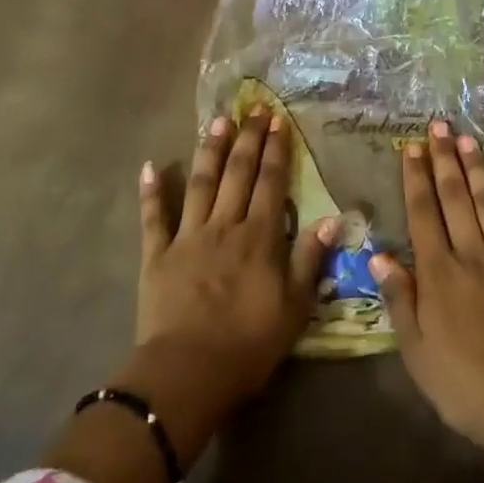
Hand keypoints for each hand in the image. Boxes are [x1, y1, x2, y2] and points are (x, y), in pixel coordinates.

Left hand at [135, 110, 333, 407]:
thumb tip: (333, 218)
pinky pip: (153, 217)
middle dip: (248, 139)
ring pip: (200, 183)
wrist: (188, 373)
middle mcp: (225, 225)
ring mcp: (188, 236)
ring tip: (218, 121)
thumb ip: (311, 259)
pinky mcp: (157, 255)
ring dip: (209, 150)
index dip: (276, 150)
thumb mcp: (294, 308)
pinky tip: (150, 166)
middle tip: (253, 109)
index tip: (279, 121)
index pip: (272, 183)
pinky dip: (151, 192)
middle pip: (238, 173)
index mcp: (259, 237)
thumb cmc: (248, 345)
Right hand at [372, 121, 483, 482]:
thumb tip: (378, 253)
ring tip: (469, 138)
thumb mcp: (416, 351)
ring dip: (478, 169)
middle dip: (445, 159)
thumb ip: (399, 298)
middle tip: (439, 125)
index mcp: (439, 272)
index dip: (416, 178)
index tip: (411, 146)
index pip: (423, 214)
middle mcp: (471, 254)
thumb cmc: (463, 384)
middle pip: (455, 198)